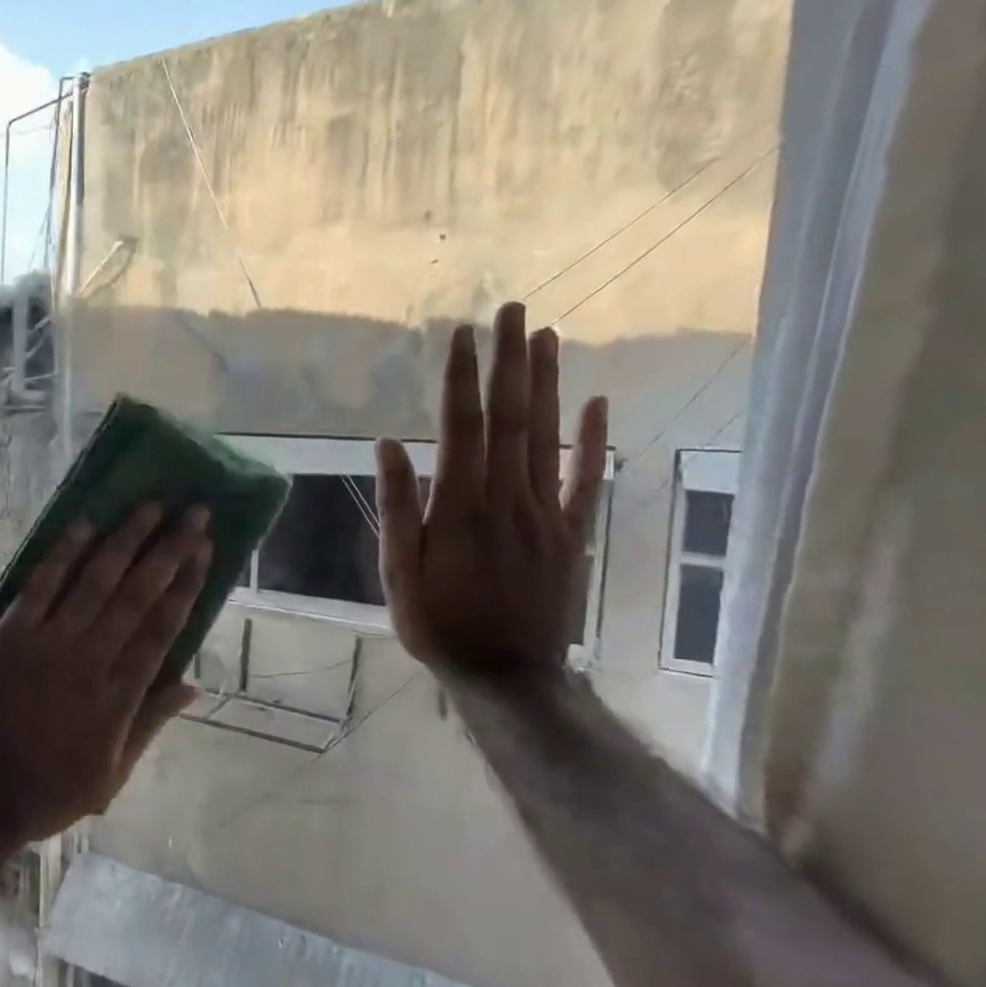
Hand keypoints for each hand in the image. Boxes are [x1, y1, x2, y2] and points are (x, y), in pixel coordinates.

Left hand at [0, 504, 211, 846]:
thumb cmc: (47, 790)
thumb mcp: (112, 774)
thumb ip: (151, 723)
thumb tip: (193, 685)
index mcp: (120, 696)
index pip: (164, 627)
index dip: (187, 584)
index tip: (206, 549)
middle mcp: (91, 660)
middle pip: (138, 594)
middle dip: (169, 550)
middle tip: (194, 512)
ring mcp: (48, 643)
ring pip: (96, 581)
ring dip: (125, 540)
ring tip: (149, 505)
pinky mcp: (9, 634)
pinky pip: (41, 586)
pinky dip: (64, 554)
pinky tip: (84, 525)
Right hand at [375, 303, 608, 676]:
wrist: (508, 676)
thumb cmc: (439, 623)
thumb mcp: (399, 572)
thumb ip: (398, 507)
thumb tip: (388, 446)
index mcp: (461, 507)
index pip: (462, 428)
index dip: (462, 379)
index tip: (462, 335)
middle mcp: (508, 498)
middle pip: (511, 419)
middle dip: (510, 362)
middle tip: (513, 311)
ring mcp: (546, 514)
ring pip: (547, 438)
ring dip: (547, 384)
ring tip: (547, 337)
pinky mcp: (572, 534)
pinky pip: (587, 480)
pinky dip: (593, 440)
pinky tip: (596, 403)